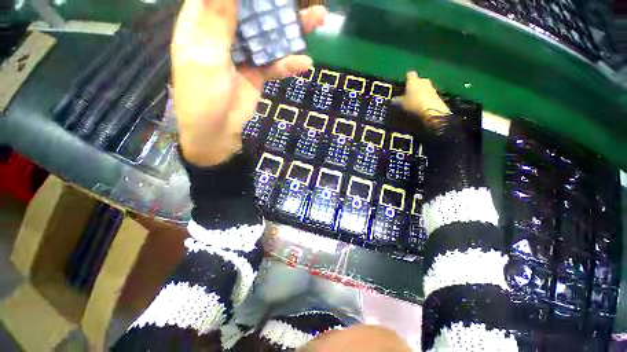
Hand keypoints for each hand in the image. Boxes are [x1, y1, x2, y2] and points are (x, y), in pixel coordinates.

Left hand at [172, 0, 326, 165]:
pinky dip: (288, 64)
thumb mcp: (207, 56)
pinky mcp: (257, 73)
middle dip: (273, 4)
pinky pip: (275, 64)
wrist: (217, 133)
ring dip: (291, 29)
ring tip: (318, 19)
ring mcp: (243, 54)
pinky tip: (304, 62)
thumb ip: (219, 19)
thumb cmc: (202, 96)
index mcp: (202, 23)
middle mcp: (224, 33)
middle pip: (250, 10)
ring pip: (268, 35)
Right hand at [393, 71, 450, 128]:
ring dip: (420, 93)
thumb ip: (396, 101)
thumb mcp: (400, 104)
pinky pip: (429, 96)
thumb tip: (393, 100)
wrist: (432, 111)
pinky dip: (425, 100)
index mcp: (413, 80)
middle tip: (408, 94)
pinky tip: (421, 107)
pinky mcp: (438, 96)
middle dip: (414, 86)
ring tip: (414, 102)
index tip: (403, 83)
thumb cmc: (413, 104)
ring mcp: (432, 88)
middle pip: (419, 81)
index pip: (409, 75)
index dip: (406, 78)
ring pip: (424, 88)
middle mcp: (424, 81)